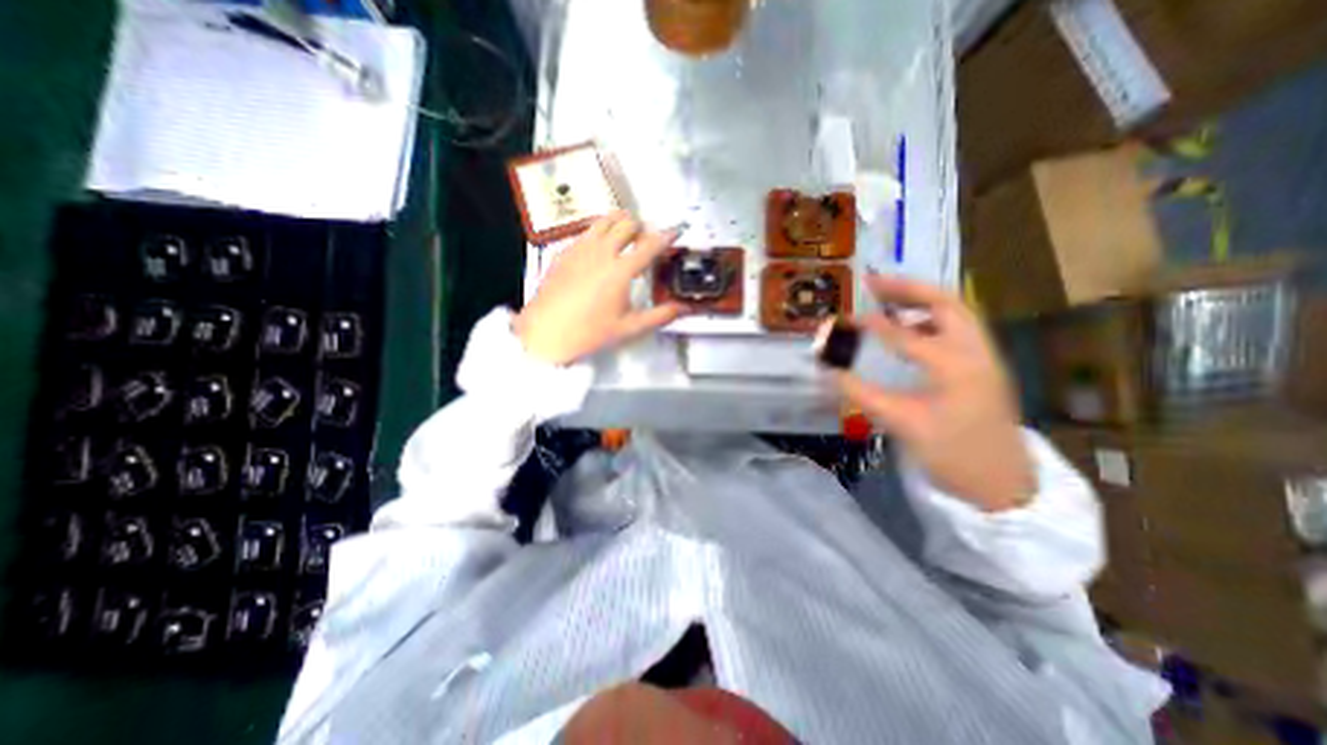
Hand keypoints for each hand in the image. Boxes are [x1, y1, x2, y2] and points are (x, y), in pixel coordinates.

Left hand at [516, 213, 689, 367]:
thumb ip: (660, 316)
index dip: (667, 235)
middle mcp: (602, 252)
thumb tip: (683, 308)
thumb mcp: (630, 328)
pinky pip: (586, 231)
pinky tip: (599, 248)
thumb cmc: (590, 332)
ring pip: (604, 220)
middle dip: (641, 226)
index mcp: (621, 270)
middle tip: (646, 240)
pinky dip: (600, 231)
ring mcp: (581, 248)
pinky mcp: (565, 251)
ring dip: (620, 222)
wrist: (546, 332)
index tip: (676, 230)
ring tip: (625, 233)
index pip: (650, 245)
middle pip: (627, 224)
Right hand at [828, 273, 1034, 511]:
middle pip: (946, 303)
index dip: (871, 325)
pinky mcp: (984, 367)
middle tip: (873, 284)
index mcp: (955, 366)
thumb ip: (859, 393)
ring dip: (922, 301)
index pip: (905, 334)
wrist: (1002, 486)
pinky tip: (912, 329)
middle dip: (907, 289)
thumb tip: (827, 371)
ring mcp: (986, 358)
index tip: (844, 319)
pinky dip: (932, 319)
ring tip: (889, 300)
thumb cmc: (951, 455)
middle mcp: (976, 352)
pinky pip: (958, 330)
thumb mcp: (899, 423)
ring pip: (957, 313)